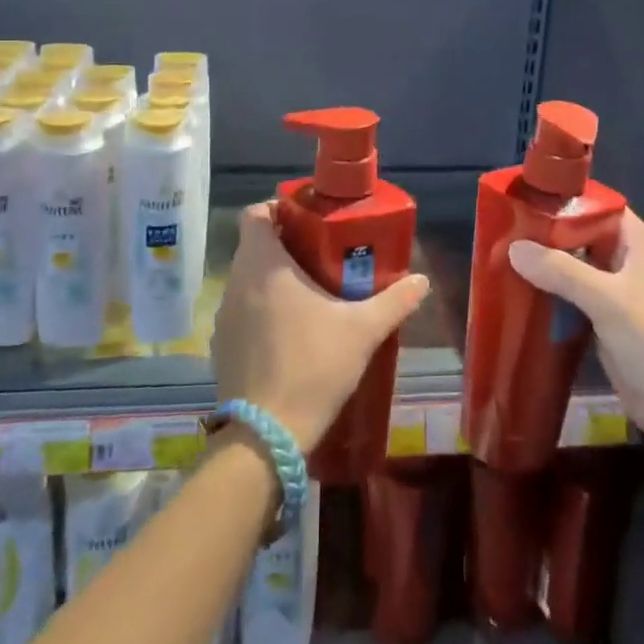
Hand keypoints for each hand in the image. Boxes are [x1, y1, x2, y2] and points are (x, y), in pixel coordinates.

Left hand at [215, 203, 429, 451]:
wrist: (266, 434)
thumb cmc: (313, 365)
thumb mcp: (362, 330)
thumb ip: (394, 301)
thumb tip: (422, 281)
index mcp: (263, 264)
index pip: (254, 213)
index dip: (278, 209)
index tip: (308, 220)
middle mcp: (237, 282)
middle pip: (254, 246)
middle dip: (285, 245)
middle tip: (322, 255)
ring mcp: (224, 316)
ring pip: (248, 280)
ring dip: (274, 280)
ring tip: (310, 293)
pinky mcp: (221, 346)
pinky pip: (243, 312)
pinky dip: (262, 311)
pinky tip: (291, 333)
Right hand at [508, 209, 643, 443]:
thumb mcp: (607, 300)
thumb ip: (561, 271)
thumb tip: (513, 247)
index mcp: (640, 244)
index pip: (600, 207)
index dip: (567, 201)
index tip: (527, 199)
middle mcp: (628, 261)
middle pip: (583, 236)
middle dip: (548, 233)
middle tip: (506, 229)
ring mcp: (617, 292)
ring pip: (575, 266)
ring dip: (546, 264)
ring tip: (504, 255)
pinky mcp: (606, 319)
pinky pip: (572, 295)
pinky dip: (550, 291)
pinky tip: (520, 289)